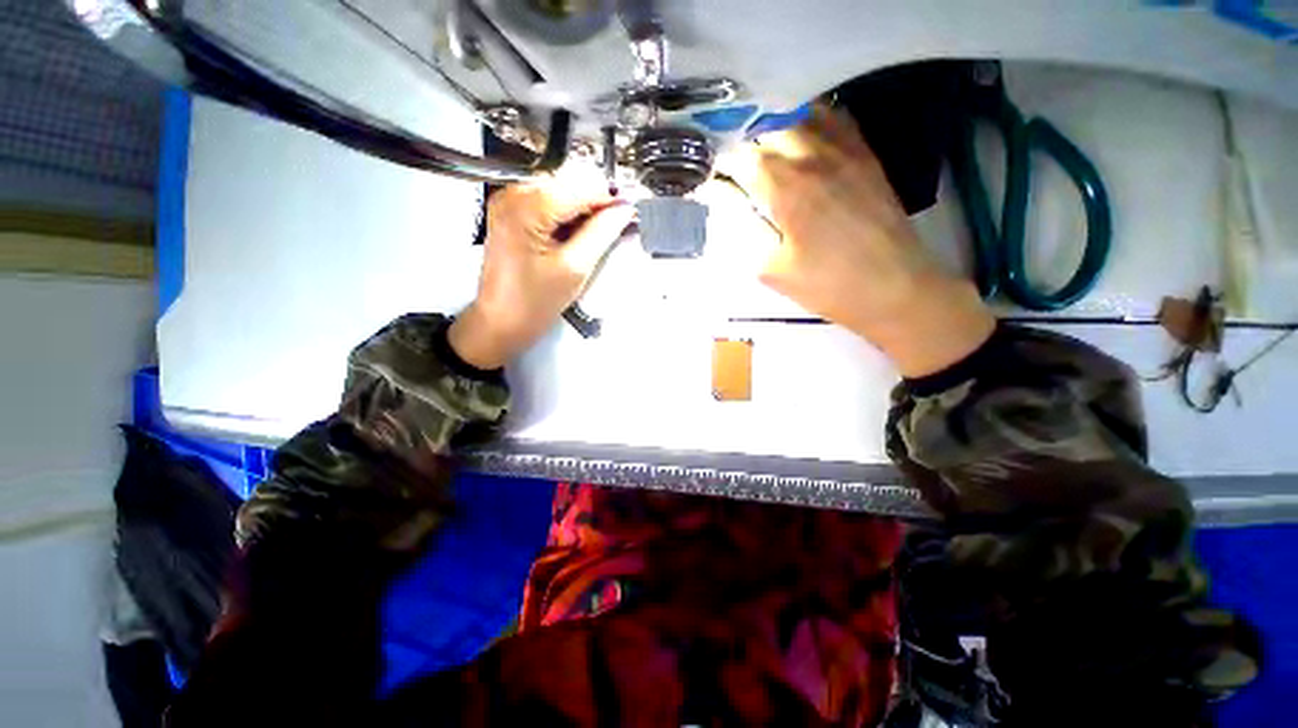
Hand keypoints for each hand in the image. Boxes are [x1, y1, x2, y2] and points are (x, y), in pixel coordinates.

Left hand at [449, 177, 635, 369]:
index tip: (631, 209)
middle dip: (596, 203)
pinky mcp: (510, 214)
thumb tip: (624, 210)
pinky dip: (568, 215)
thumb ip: (602, 233)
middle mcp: (512, 195)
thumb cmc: (534, 303)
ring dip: (583, 209)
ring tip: (600, 233)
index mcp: (526, 208)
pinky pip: (547, 203)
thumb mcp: (575, 268)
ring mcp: (508, 203)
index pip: (579, 187)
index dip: (609, 197)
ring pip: (560, 192)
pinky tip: (579, 234)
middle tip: (618, 224)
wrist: (501, 322)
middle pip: (568, 184)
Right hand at [721, 105, 994, 376]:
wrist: (895, 288)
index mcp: (786, 187)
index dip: (721, 162)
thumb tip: (725, 198)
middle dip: (744, 141)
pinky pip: (834, 119)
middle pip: (768, 126)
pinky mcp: (866, 154)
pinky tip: (800, 140)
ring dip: (774, 127)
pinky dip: (809, 122)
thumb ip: (745, 228)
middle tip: (734, 162)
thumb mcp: (771, 268)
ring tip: (762, 147)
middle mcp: (813, 156)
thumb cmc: (826, 285)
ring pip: (800, 115)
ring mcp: (845, 150)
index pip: (741, 155)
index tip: (710, 172)